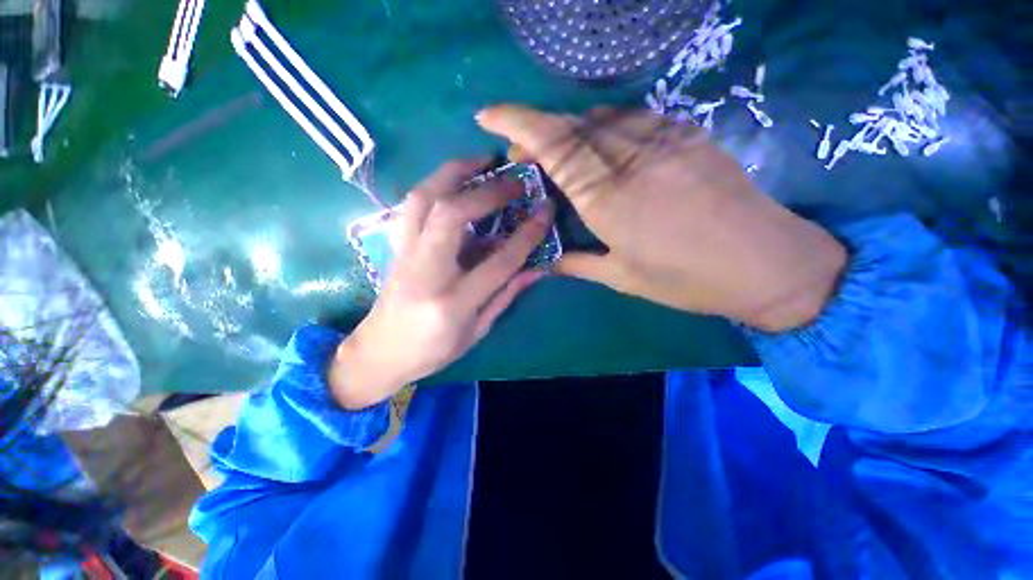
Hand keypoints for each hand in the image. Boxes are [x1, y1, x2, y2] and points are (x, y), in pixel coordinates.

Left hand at [329, 160, 553, 409]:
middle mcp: (425, 272)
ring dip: (453, 173)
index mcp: (452, 303)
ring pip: (423, 199)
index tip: (545, 210)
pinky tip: (454, 181)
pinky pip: (413, 205)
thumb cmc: (433, 351)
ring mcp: (404, 255)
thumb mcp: (477, 331)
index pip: (497, 262)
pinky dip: (435, 184)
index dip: (526, 234)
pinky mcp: (395, 246)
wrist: (379, 352)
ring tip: (481, 162)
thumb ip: (506, 295)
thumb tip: (537, 267)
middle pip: (451, 215)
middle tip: (512, 178)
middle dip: (486, 190)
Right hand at [477, 105, 845, 331]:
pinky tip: (601, 150)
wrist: (765, 263)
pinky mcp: (685, 133)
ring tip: (559, 156)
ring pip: (598, 117)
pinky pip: (629, 118)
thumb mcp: (622, 278)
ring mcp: (662, 138)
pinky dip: (602, 129)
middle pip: (571, 125)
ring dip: (569, 131)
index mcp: (609, 199)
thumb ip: (577, 263)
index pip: (554, 145)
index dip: (518, 123)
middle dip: (537, 131)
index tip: (488, 115)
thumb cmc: (687, 279)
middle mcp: (631, 159)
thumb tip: (546, 260)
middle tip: (523, 154)